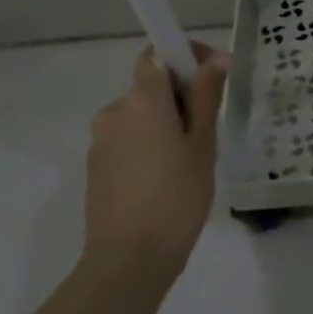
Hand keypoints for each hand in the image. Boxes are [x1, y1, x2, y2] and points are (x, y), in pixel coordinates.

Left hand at [84, 42, 227, 274]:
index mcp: (142, 99)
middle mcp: (114, 111)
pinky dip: (149, 145)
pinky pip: (128, 139)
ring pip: (140, 115)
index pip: (158, 54)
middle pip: (150, 85)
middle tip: (209, 129)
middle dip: (180, 96)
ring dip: (165, 123)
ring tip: (190, 160)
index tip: (213, 76)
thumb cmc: (177, 197)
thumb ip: (206, 95)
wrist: (129, 260)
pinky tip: (166, 178)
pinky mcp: (97, 166)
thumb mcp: (202, 144)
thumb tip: (215, 58)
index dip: (185, 55)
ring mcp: (101, 140)